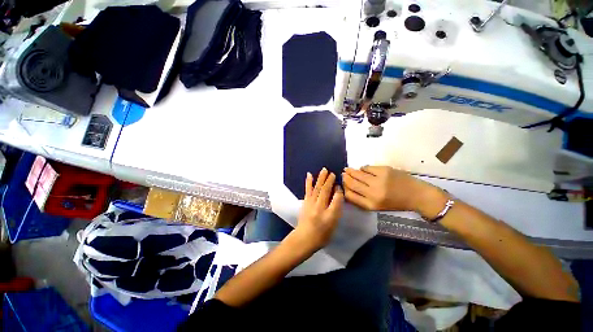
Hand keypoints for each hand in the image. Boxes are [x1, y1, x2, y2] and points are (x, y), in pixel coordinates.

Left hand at [294, 168, 343, 250]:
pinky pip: (308, 190)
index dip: (339, 191)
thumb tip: (337, 196)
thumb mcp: (333, 225)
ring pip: (317, 188)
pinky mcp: (305, 202)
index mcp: (330, 215)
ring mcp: (311, 204)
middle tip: (333, 173)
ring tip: (324, 170)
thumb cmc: (322, 235)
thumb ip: (336, 211)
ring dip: (321, 178)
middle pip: (326, 191)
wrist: (304, 238)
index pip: (336, 199)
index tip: (339, 185)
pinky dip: (309, 182)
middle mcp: (320, 207)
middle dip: (330, 181)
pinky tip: (309, 174)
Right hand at [343, 166, 443, 212]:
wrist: (417, 195)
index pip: (350, 195)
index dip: (344, 188)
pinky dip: (363, 168)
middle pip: (352, 183)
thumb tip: (348, 188)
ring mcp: (379, 181)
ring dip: (351, 171)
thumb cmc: (396, 203)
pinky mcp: (384, 171)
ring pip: (358, 174)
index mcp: (371, 204)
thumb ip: (361, 199)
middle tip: (343, 173)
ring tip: (347, 169)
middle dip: (345, 178)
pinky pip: (367, 168)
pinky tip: (363, 169)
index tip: (342, 183)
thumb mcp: (377, 206)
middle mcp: (373, 193)